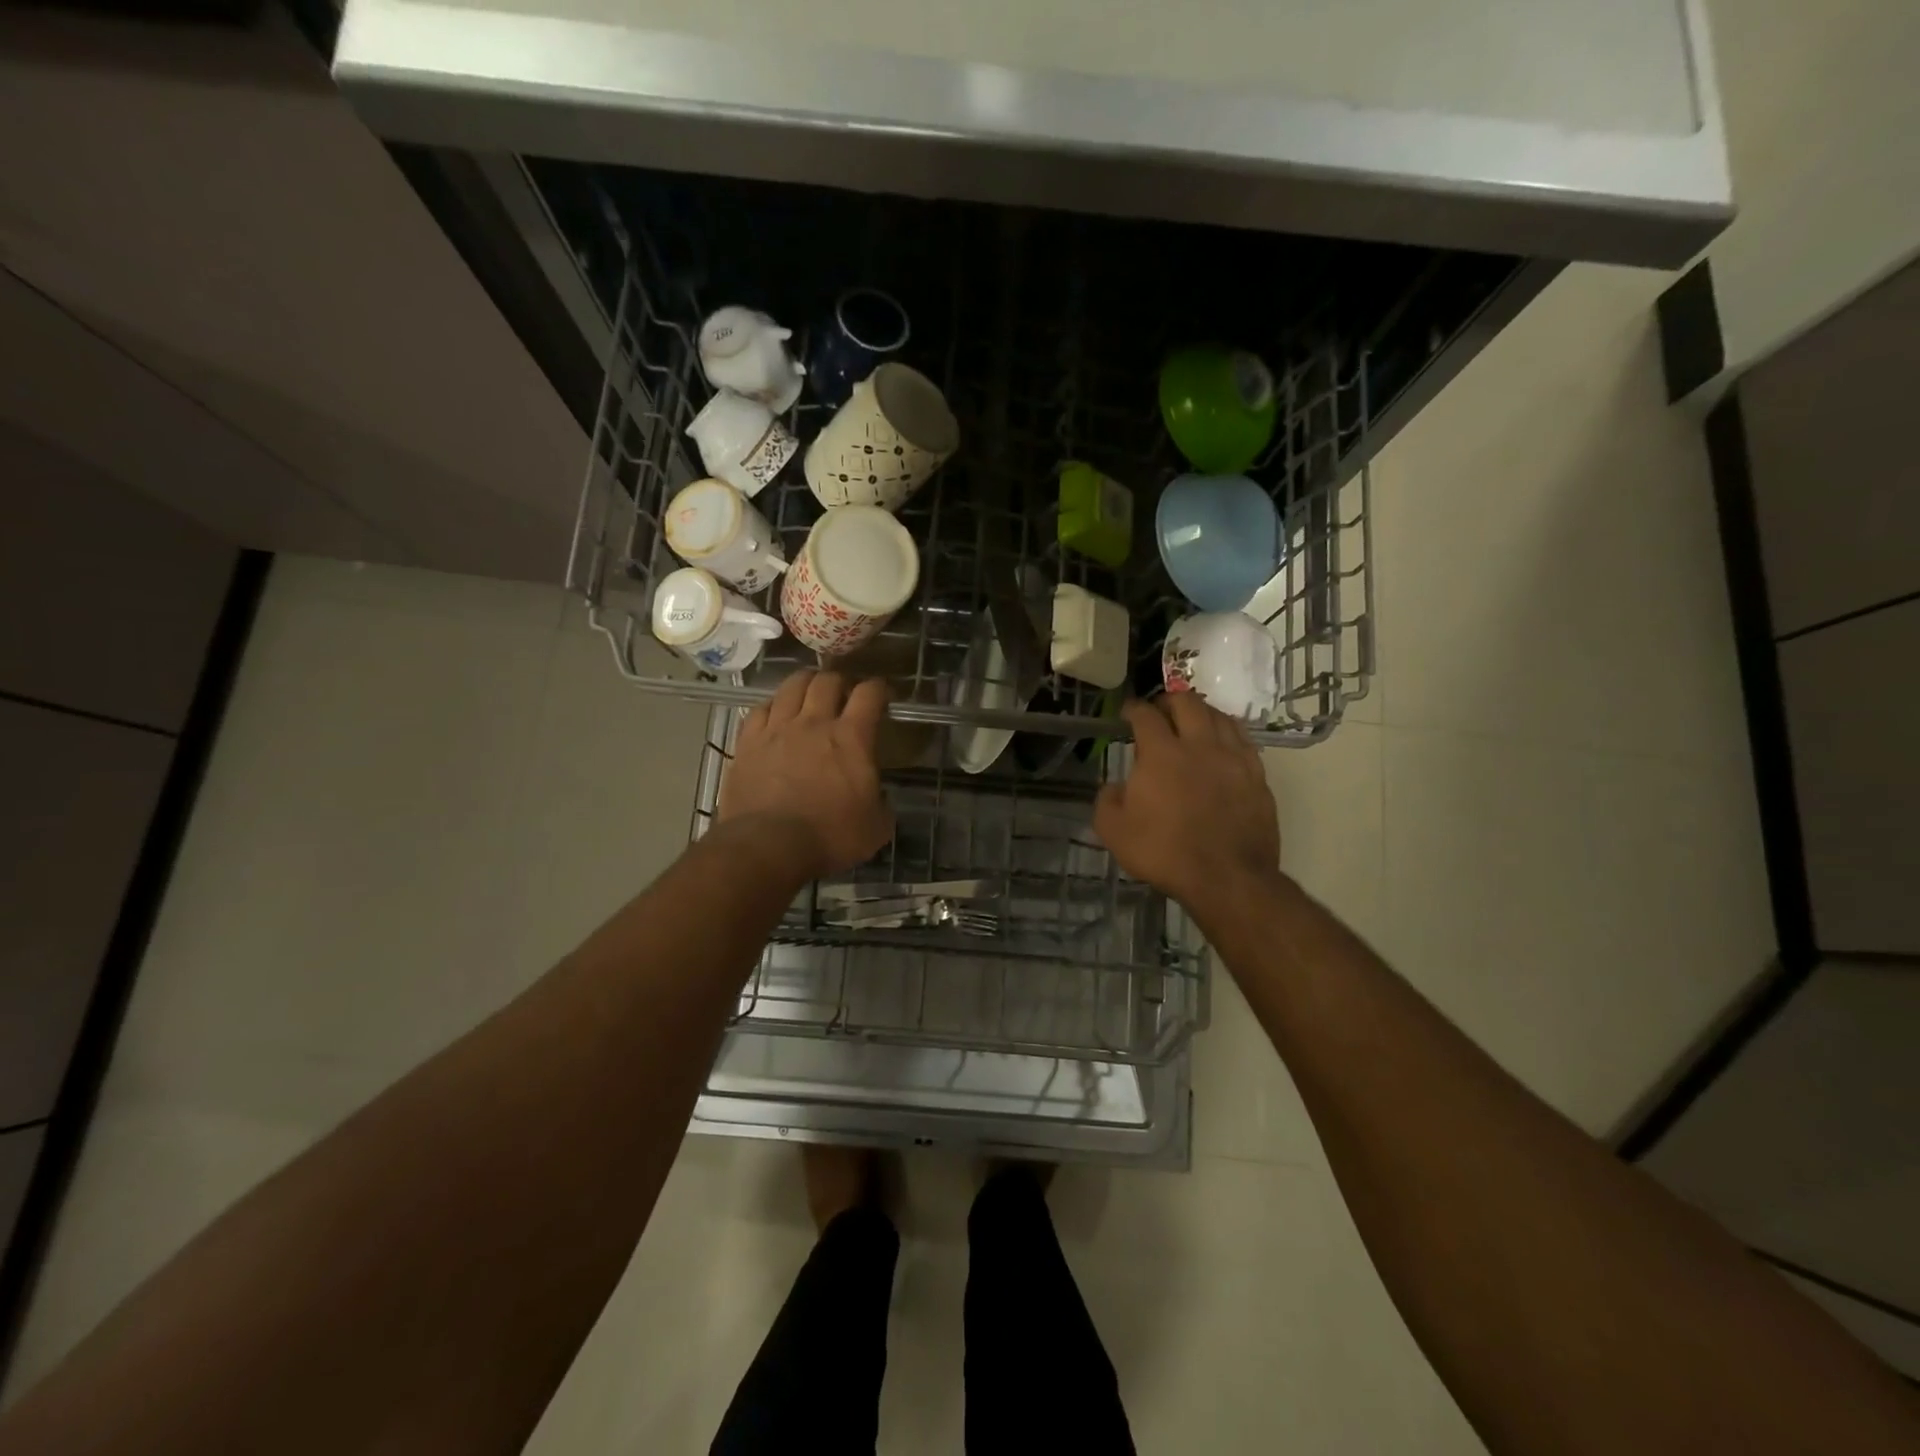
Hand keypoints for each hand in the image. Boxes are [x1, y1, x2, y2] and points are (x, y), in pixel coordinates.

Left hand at [718, 671, 893, 879]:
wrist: (768, 845)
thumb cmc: (829, 836)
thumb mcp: (875, 827)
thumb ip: (881, 803)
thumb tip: (878, 797)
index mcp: (852, 738)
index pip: (869, 694)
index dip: (879, 688)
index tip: (882, 695)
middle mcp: (814, 722)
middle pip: (827, 681)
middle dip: (840, 681)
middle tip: (843, 692)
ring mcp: (777, 729)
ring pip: (792, 686)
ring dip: (805, 683)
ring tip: (809, 691)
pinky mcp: (747, 742)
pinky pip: (759, 709)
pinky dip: (772, 705)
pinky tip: (775, 713)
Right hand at [1093, 696, 1281, 915]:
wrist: (1227, 877)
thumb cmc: (1164, 852)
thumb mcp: (1114, 832)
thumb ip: (1107, 801)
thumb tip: (1115, 787)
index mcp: (1161, 753)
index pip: (1146, 715)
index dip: (1134, 708)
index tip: (1127, 711)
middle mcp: (1199, 745)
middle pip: (1187, 703)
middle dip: (1169, 700)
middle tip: (1159, 711)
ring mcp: (1233, 757)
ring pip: (1219, 715)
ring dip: (1201, 712)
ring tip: (1192, 721)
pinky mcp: (1256, 774)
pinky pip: (1242, 739)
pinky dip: (1227, 732)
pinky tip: (1222, 743)